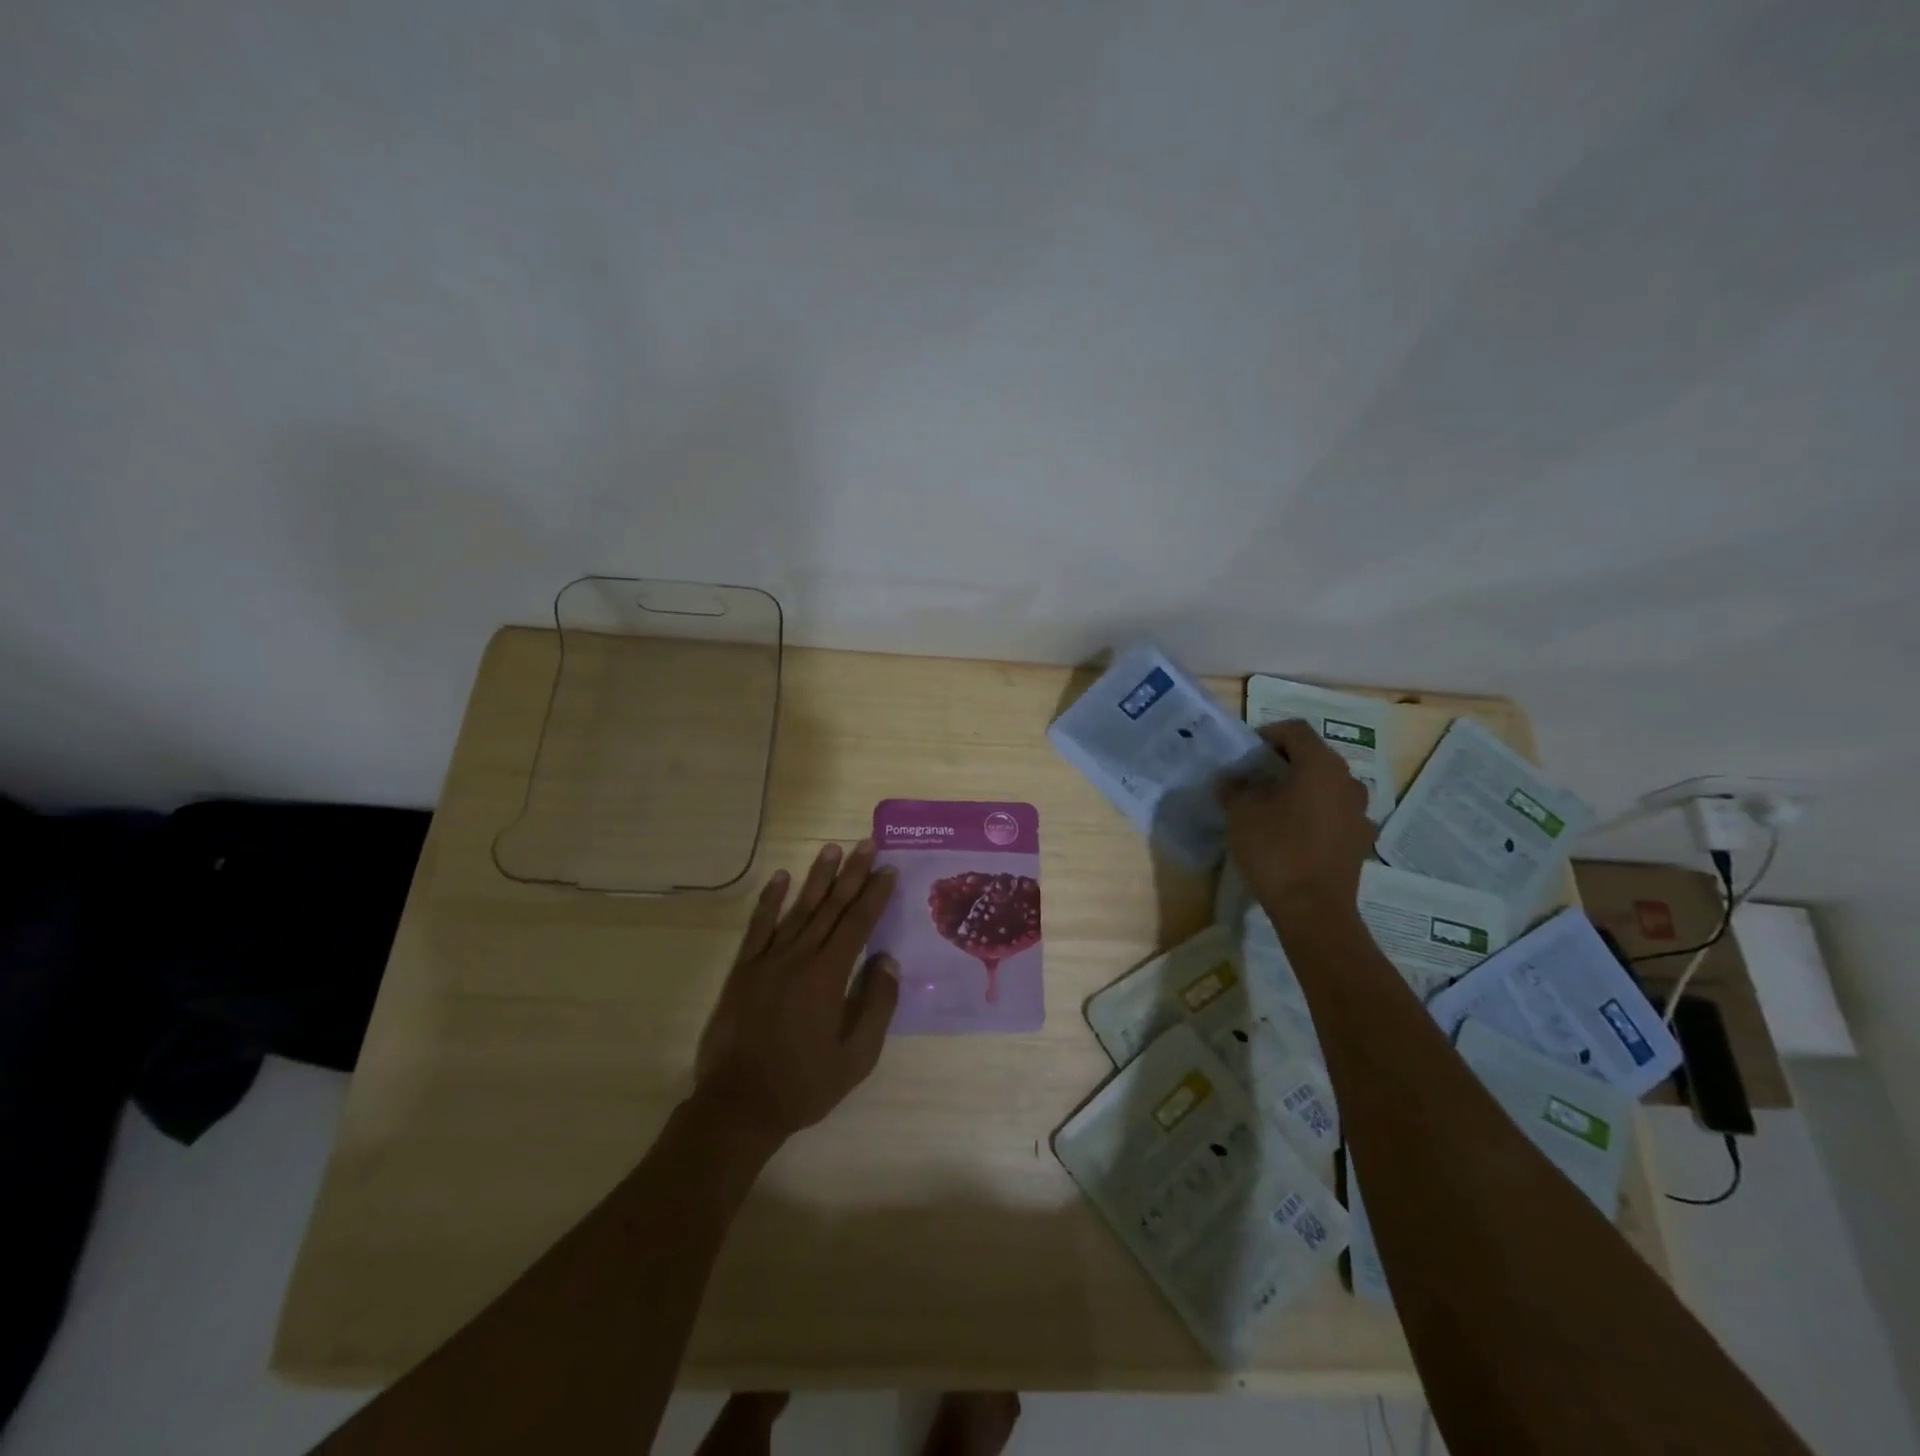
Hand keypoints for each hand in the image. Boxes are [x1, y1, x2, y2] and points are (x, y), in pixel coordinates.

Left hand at [692, 841, 900, 1151]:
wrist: (738, 1105)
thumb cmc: (803, 1084)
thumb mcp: (856, 1057)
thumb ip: (876, 1007)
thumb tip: (888, 962)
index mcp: (828, 976)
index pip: (857, 924)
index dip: (874, 895)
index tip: (888, 870)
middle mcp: (799, 958)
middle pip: (831, 907)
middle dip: (852, 875)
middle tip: (867, 844)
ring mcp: (768, 960)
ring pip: (798, 909)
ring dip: (816, 877)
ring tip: (831, 849)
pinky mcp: (744, 970)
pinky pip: (759, 927)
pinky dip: (770, 901)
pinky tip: (780, 878)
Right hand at [1218, 720, 1373, 924]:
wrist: (1313, 909)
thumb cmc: (1276, 850)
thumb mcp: (1241, 813)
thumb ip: (1234, 788)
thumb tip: (1231, 781)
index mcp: (1321, 766)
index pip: (1295, 731)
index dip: (1268, 734)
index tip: (1246, 753)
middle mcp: (1348, 782)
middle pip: (1314, 757)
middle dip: (1284, 762)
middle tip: (1255, 777)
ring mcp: (1359, 812)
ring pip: (1326, 786)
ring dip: (1301, 788)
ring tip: (1273, 806)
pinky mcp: (1360, 840)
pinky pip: (1334, 813)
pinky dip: (1314, 813)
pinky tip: (1293, 833)